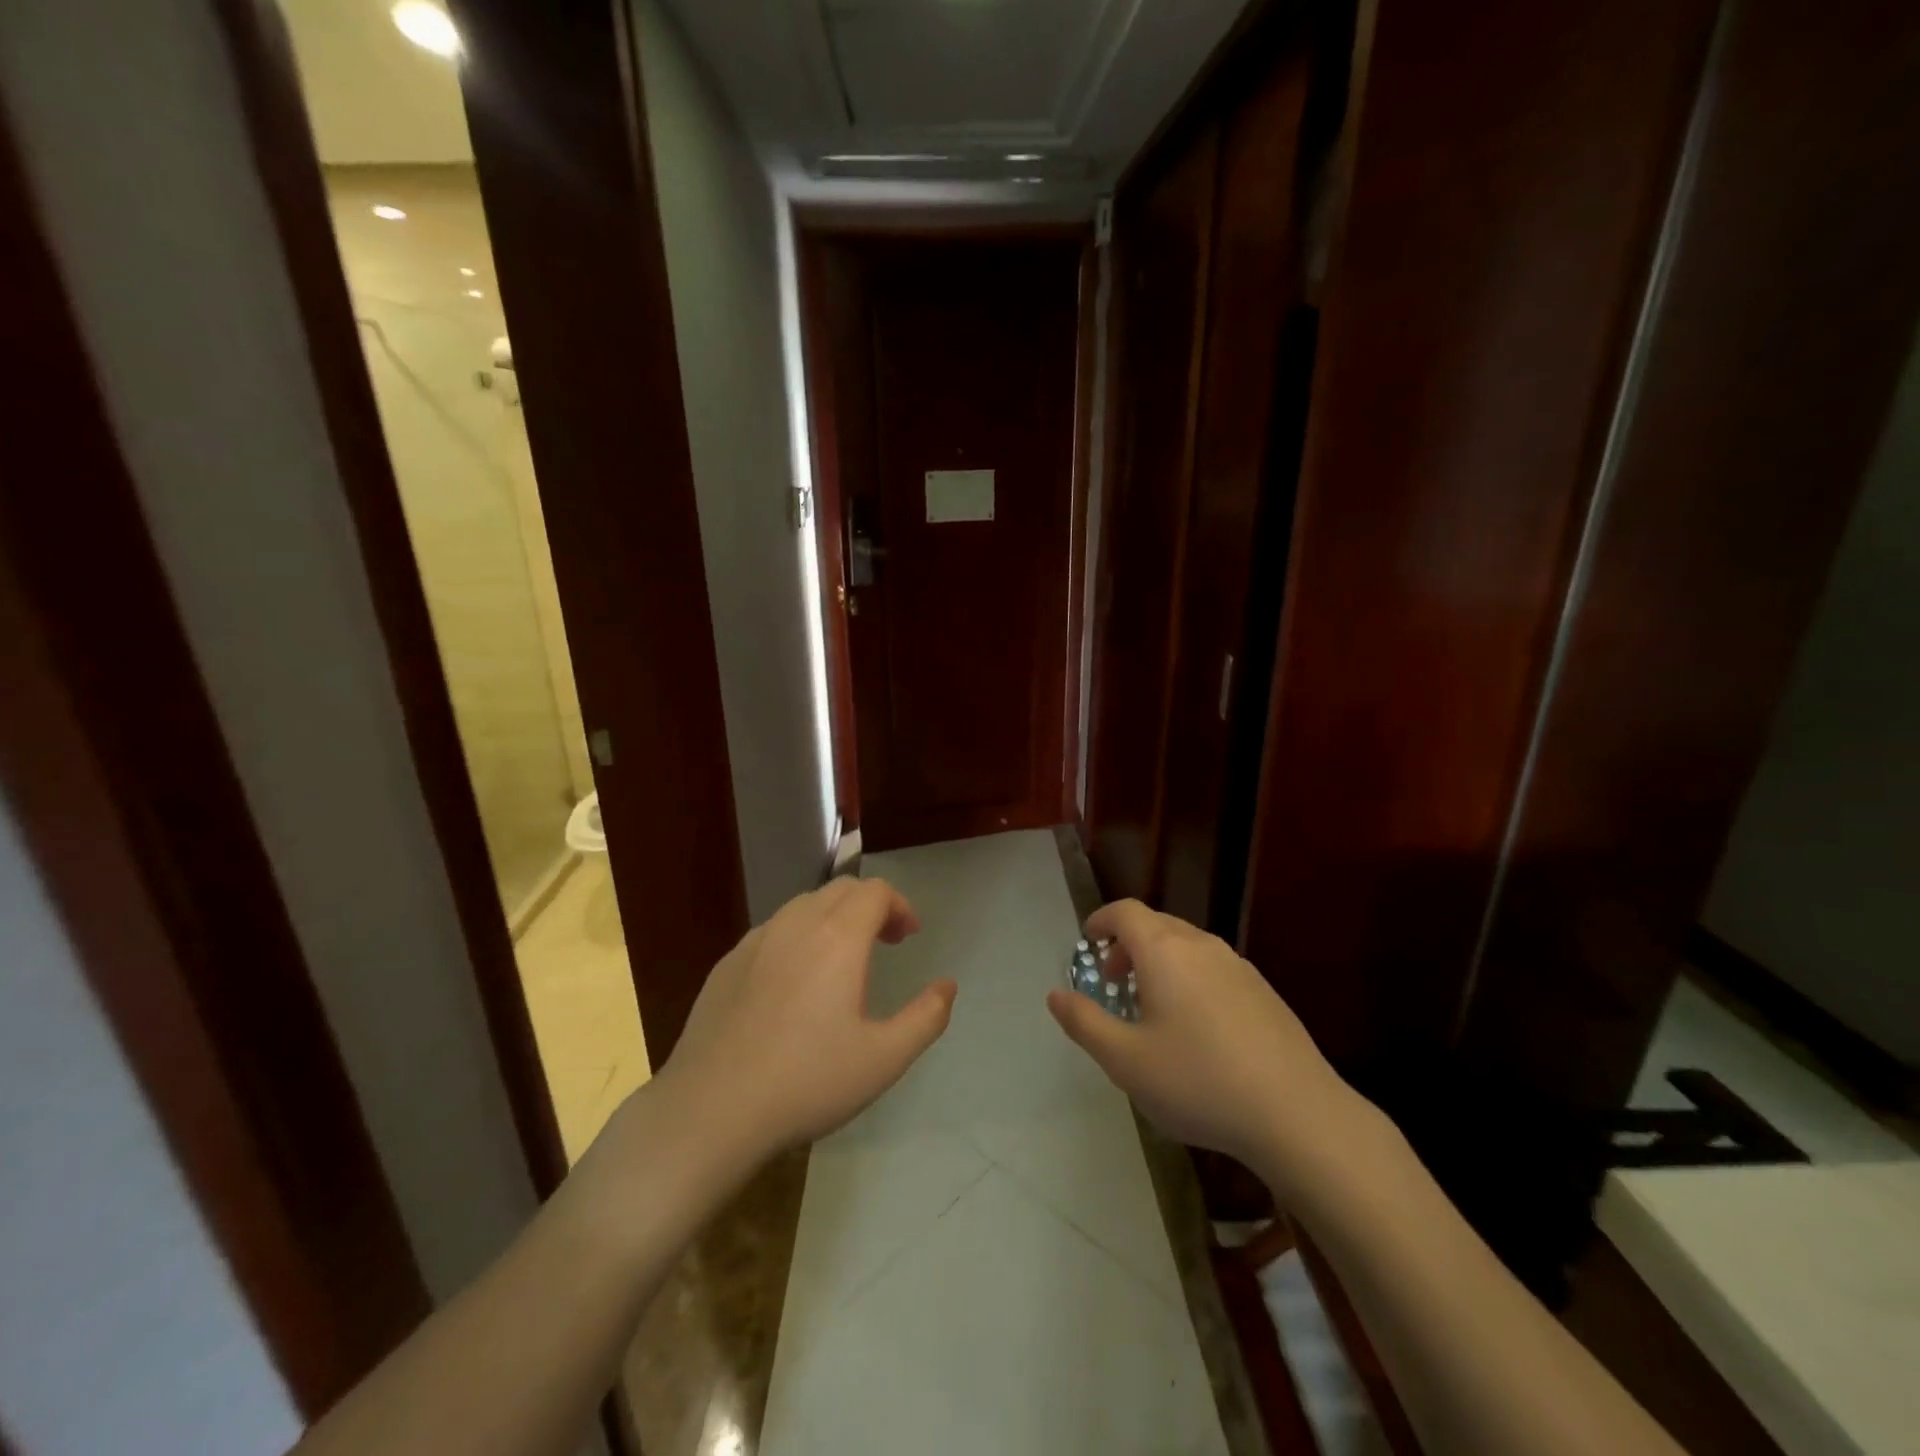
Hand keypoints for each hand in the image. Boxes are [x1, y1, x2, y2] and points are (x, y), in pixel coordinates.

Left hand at [659, 877, 956, 1163]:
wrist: (712, 1109)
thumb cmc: (808, 1081)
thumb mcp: (884, 1059)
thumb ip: (926, 1017)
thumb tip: (947, 985)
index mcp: (838, 938)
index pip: (876, 892)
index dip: (899, 906)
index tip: (908, 937)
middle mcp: (796, 924)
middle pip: (841, 890)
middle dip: (870, 907)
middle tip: (884, 943)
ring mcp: (756, 941)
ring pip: (803, 905)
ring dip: (832, 918)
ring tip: (841, 959)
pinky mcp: (727, 963)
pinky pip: (772, 931)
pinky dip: (797, 937)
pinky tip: (793, 982)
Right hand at [1046, 899, 1356, 1190]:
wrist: (1296, 1113)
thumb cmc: (1198, 1081)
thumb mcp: (1125, 1060)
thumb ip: (1084, 1022)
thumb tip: (1055, 995)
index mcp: (1164, 952)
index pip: (1126, 912)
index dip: (1102, 919)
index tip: (1088, 939)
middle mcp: (1202, 946)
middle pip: (1157, 925)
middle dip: (1128, 943)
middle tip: (1113, 978)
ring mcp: (1238, 966)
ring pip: (1187, 946)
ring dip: (1160, 961)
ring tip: (1152, 1005)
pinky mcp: (1264, 992)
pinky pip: (1214, 968)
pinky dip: (1190, 977)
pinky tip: (1196, 1027)